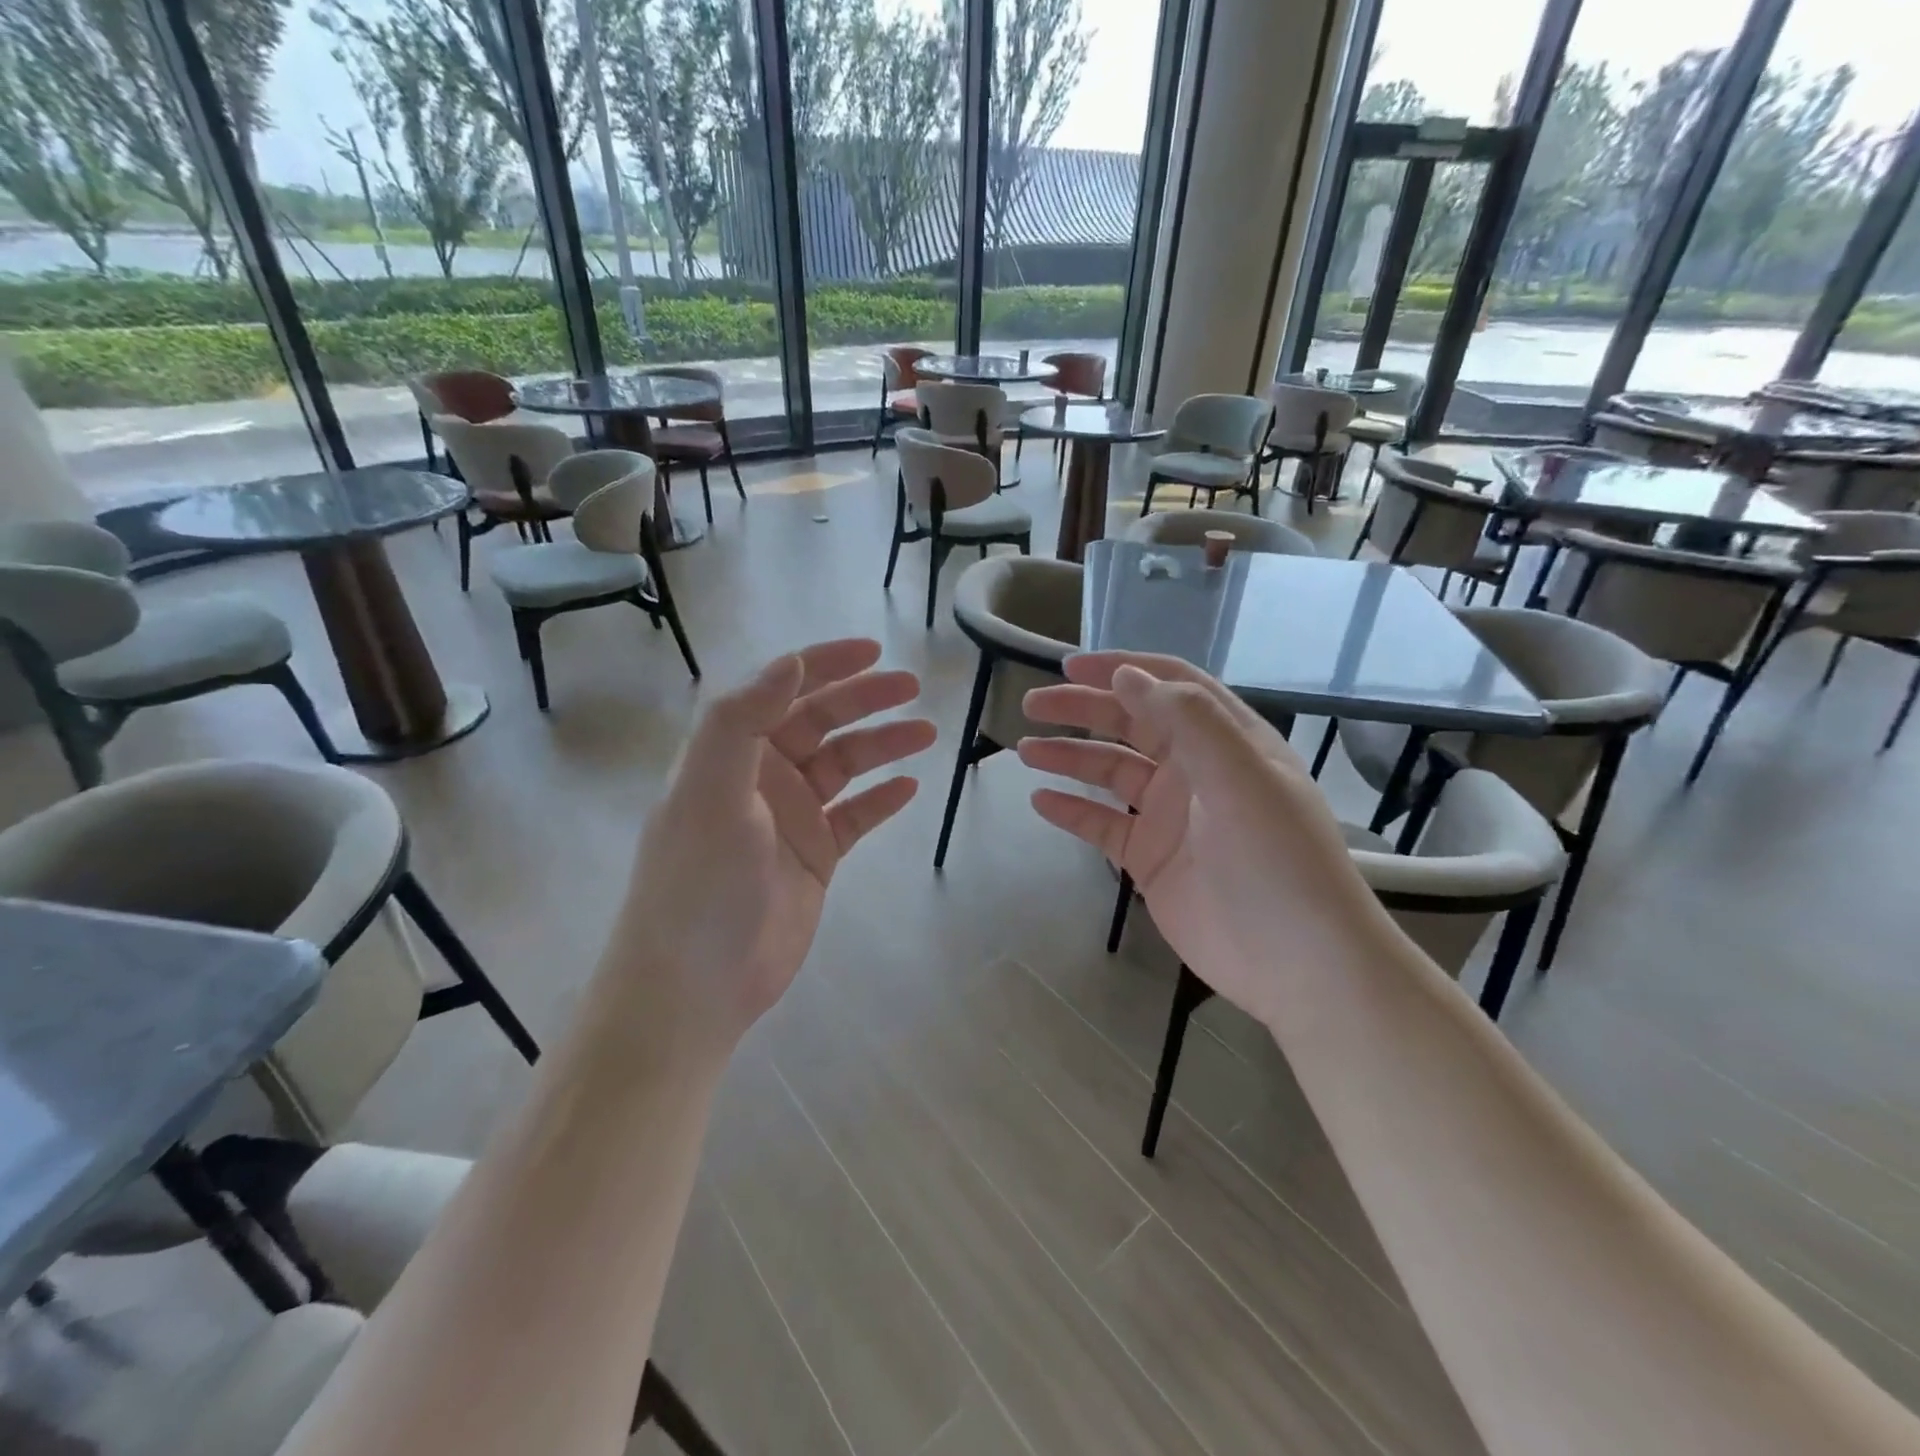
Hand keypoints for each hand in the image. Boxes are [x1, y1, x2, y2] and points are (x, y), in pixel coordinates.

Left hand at [611, 639, 934, 1053]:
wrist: (697, 983)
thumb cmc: (699, 882)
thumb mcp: (710, 791)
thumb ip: (741, 721)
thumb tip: (789, 662)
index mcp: (731, 753)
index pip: (781, 690)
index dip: (824, 664)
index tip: (872, 652)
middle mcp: (762, 777)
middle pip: (821, 722)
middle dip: (865, 700)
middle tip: (912, 688)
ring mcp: (791, 819)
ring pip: (845, 767)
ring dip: (883, 745)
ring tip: (926, 733)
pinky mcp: (815, 858)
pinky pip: (856, 817)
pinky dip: (881, 800)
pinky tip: (909, 788)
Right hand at [1018, 653, 1394, 1026]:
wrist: (1298, 963)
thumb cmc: (1279, 861)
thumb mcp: (1243, 778)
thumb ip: (1188, 721)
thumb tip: (1128, 676)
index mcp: (1228, 740)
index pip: (1171, 686)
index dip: (1124, 669)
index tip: (1072, 665)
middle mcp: (1197, 770)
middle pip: (1132, 724)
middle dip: (1084, 709)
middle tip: (1033, 705)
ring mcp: (1171, 816)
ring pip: (1111, 772)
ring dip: (1071, 757)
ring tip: (1027, 750)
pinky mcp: (1151, 859)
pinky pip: (1103, 825)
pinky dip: (1072, 811)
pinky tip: (1041, 801)